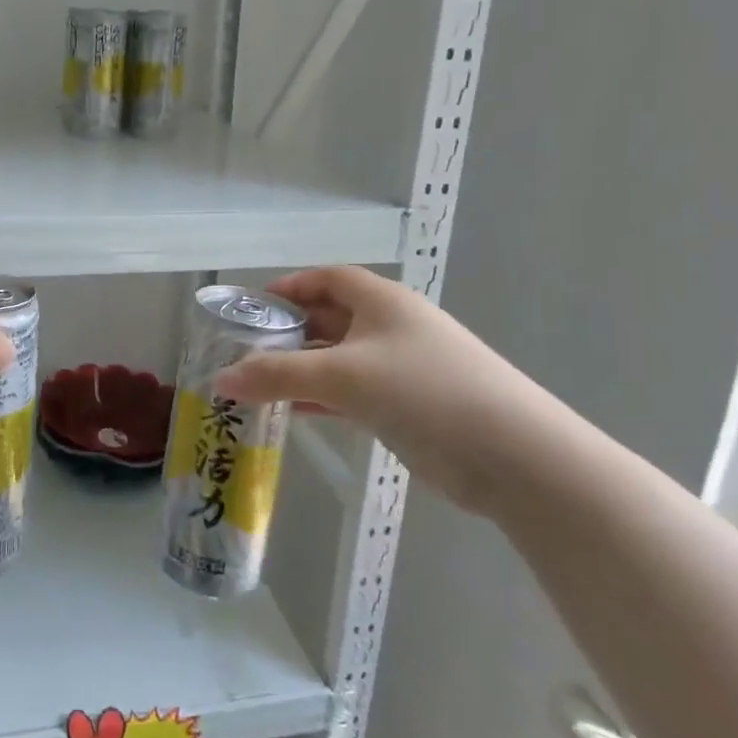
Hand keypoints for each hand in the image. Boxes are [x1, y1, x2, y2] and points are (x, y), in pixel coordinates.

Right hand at [213, 267, 575, 517]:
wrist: (516, 458)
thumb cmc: (423, 391)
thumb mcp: (342, 376)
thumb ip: (278, 375)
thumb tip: (221, 379)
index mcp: (381, 301)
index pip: (327, 279)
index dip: (289, 287)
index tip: (253, 307)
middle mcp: (392, 327)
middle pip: (330, 319)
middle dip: (289, 333)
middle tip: (246, 351)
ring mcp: (403, 368)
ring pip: (339, 360)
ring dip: (302, 370)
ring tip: (258, 385)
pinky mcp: (410, 407)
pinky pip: (353, 393)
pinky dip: (323, 399)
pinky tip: (293, 413)